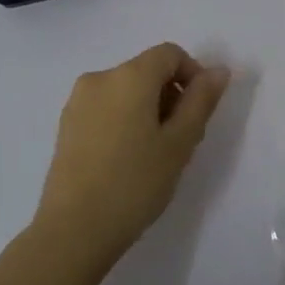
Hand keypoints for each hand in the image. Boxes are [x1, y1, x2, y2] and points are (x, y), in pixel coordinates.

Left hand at [34, 42, 230, 263]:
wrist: (73, 230)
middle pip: (147, 70)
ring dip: (148, 109)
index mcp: (129, 76)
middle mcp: (100, 78)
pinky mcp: (66, 125)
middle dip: (171, 95)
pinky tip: (127, 159)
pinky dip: (124, 120)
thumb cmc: (135, 183)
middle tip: (182, 139)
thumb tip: (218, 70)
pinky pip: (105, 108)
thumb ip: (201, 101)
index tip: (200, 112)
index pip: (170, 54)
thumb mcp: (179, 143)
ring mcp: (78, 101)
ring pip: (126, 91)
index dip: (193, 75)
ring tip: (155, 154)